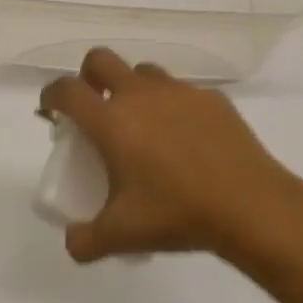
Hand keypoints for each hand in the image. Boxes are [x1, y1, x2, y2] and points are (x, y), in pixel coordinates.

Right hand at [40, 48, 302, 264]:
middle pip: (100, 60)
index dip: (51, 95)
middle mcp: (139, 95)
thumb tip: (73, 242)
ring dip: (132, 88)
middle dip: (88, 77)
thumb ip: (86, 240)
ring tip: (143, 124)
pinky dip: (172, 106)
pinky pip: (182, 92)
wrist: (251, 207)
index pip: (66, 90)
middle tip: (95, 108)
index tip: (51, 110)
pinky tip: (185, 139)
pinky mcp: (211, 99)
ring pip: (143, 72)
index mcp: (110, 121)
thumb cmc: (177, 214)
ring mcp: (178, 92)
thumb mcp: (122, 235)